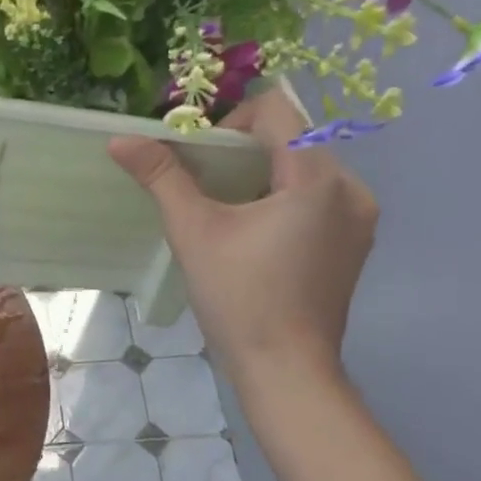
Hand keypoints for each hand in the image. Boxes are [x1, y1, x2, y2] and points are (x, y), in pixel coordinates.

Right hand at [108, 85, 378, 383]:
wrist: (287, 371)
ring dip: (264, 176)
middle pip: (292, 138)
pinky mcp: (357, 243)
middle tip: (207, 188)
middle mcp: (350, 186)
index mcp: (317, 176)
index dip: (230, 121)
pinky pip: (319, 197)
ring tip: (231, 214)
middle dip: (244, 153)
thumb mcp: (194, 232)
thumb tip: (120, 139)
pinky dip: (286, 200)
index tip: (202, 160)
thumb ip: (162, 177)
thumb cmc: (240, 299)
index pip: (275, 109)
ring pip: (305, 168)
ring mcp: (360, 217)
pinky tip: (260, 238)